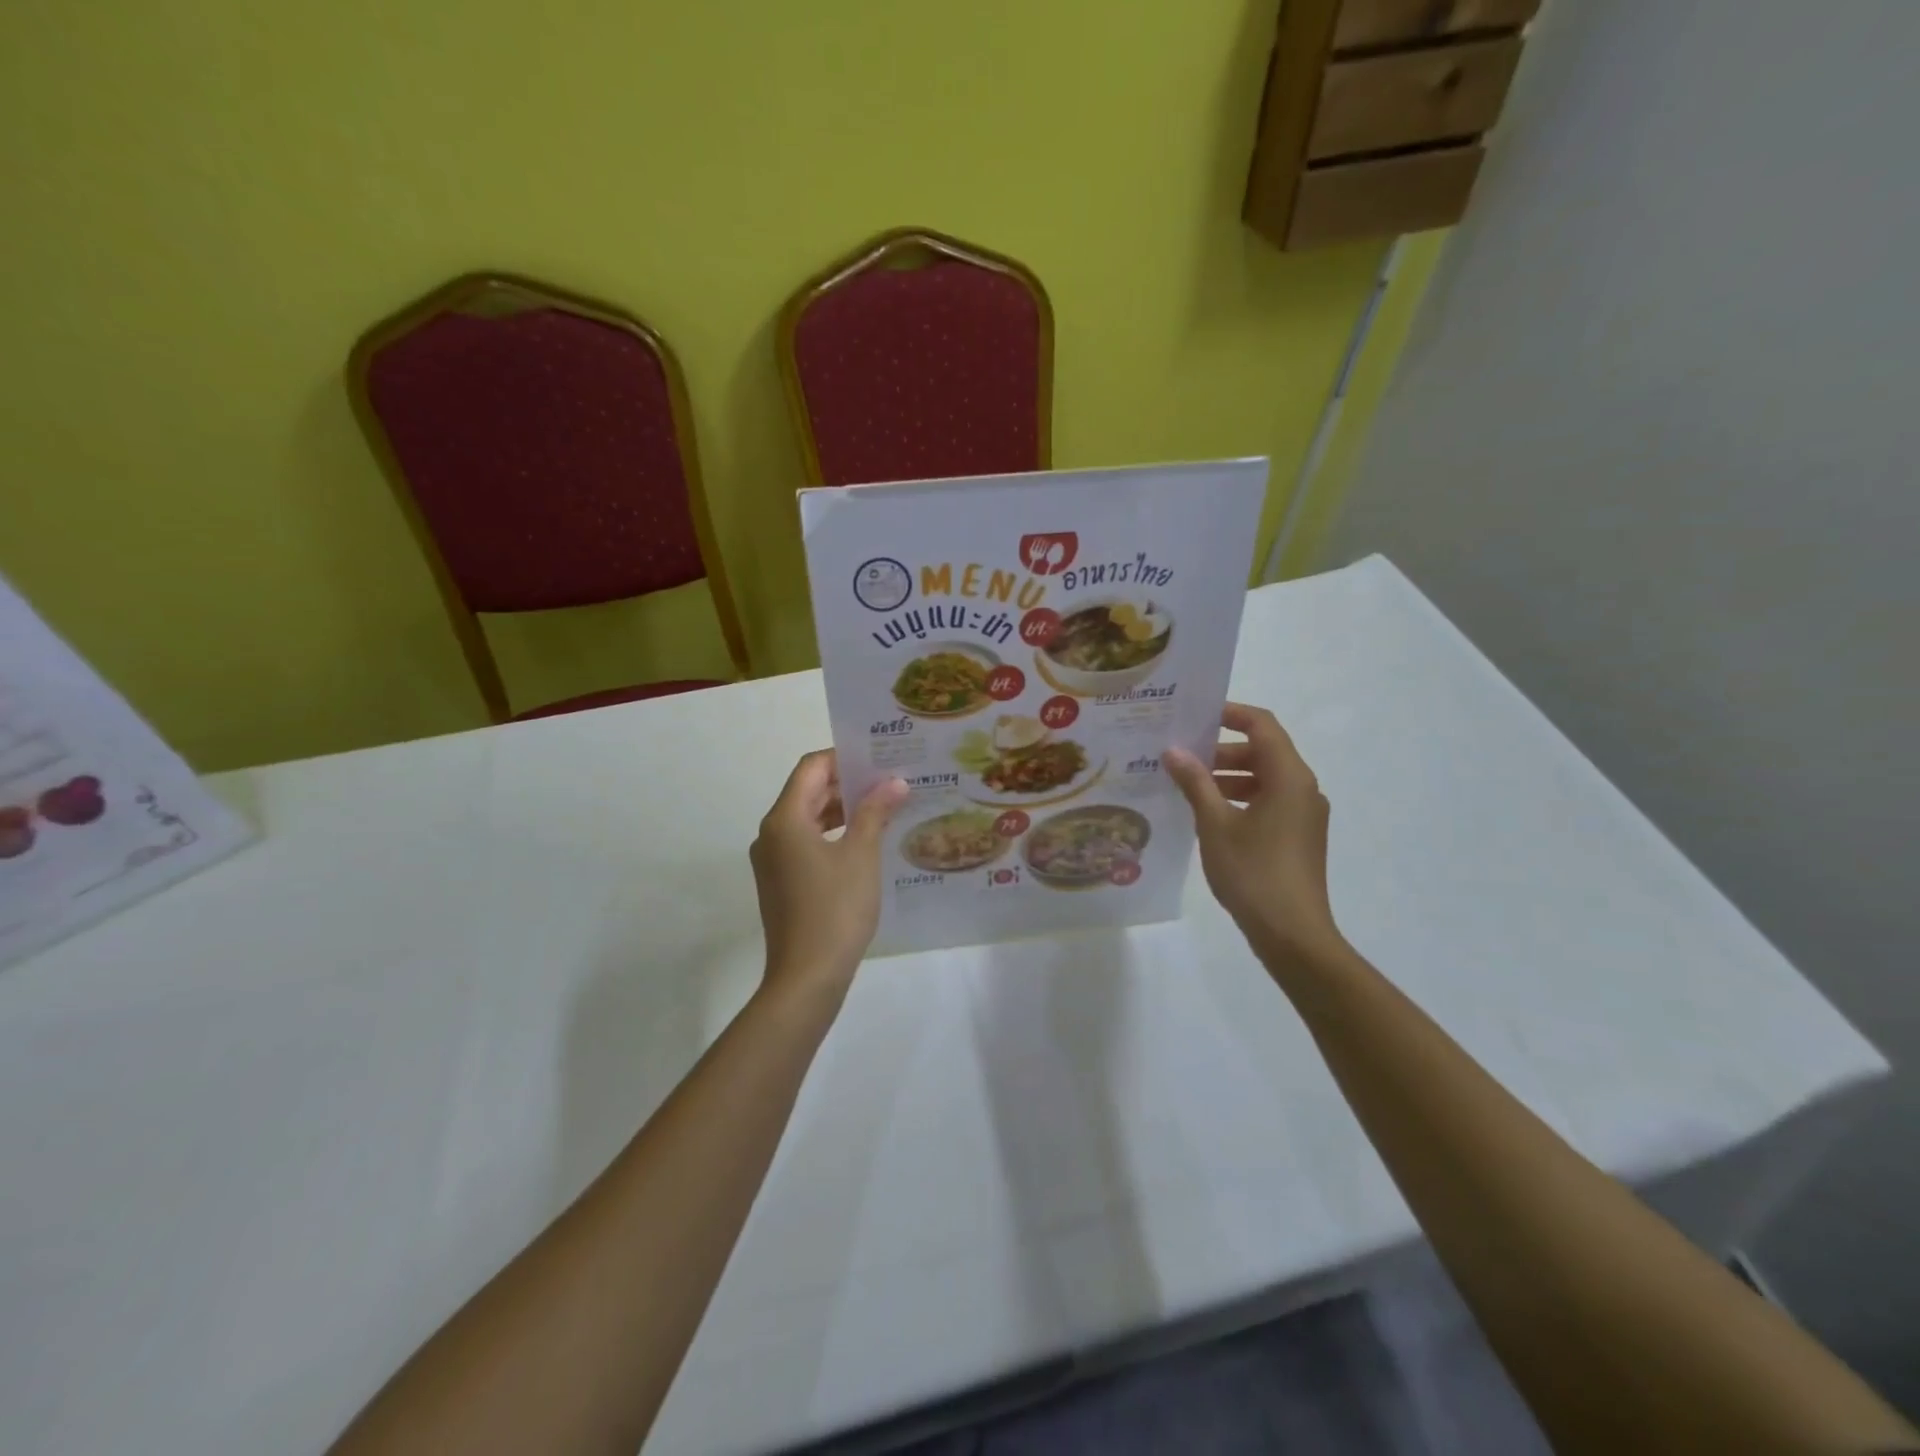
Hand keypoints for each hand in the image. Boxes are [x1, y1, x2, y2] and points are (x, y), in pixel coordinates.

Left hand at [751, 751, 907, 993]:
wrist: (807, 977)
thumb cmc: (835, 909)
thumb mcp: (861, 855)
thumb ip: (875, 811)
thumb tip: (894, 782)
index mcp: (784, 819)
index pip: (811, 767)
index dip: (844, 757)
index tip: (879, 758)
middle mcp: (771, 833)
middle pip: (807, 791)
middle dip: (847, 783)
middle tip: (889, 780)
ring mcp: (773, 860)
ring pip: (807, 818)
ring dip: (842, 809)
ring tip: (883, 807)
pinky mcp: (781, 882)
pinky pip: (806, 843)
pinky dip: (833, 834)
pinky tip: (865, 841)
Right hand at [1164, 704, 1345, 971]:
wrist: (1293, 935)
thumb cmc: (1253, 872)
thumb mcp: (1215, 824)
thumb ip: (1195, 782)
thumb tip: (1174, 750)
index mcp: (1289, 777)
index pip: (1263, 725)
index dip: (1230, 714)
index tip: (1195, 715)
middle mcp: (1303, 788)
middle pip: (1263, 751)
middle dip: (1221, 749)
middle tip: (1181, 756)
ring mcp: (1304, 815)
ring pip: (1264, 779)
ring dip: (1228, 776)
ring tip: (1187, 786)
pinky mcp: (1298, 837)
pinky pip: (1268, 802)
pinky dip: (1239, 799)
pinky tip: (1207, 816)